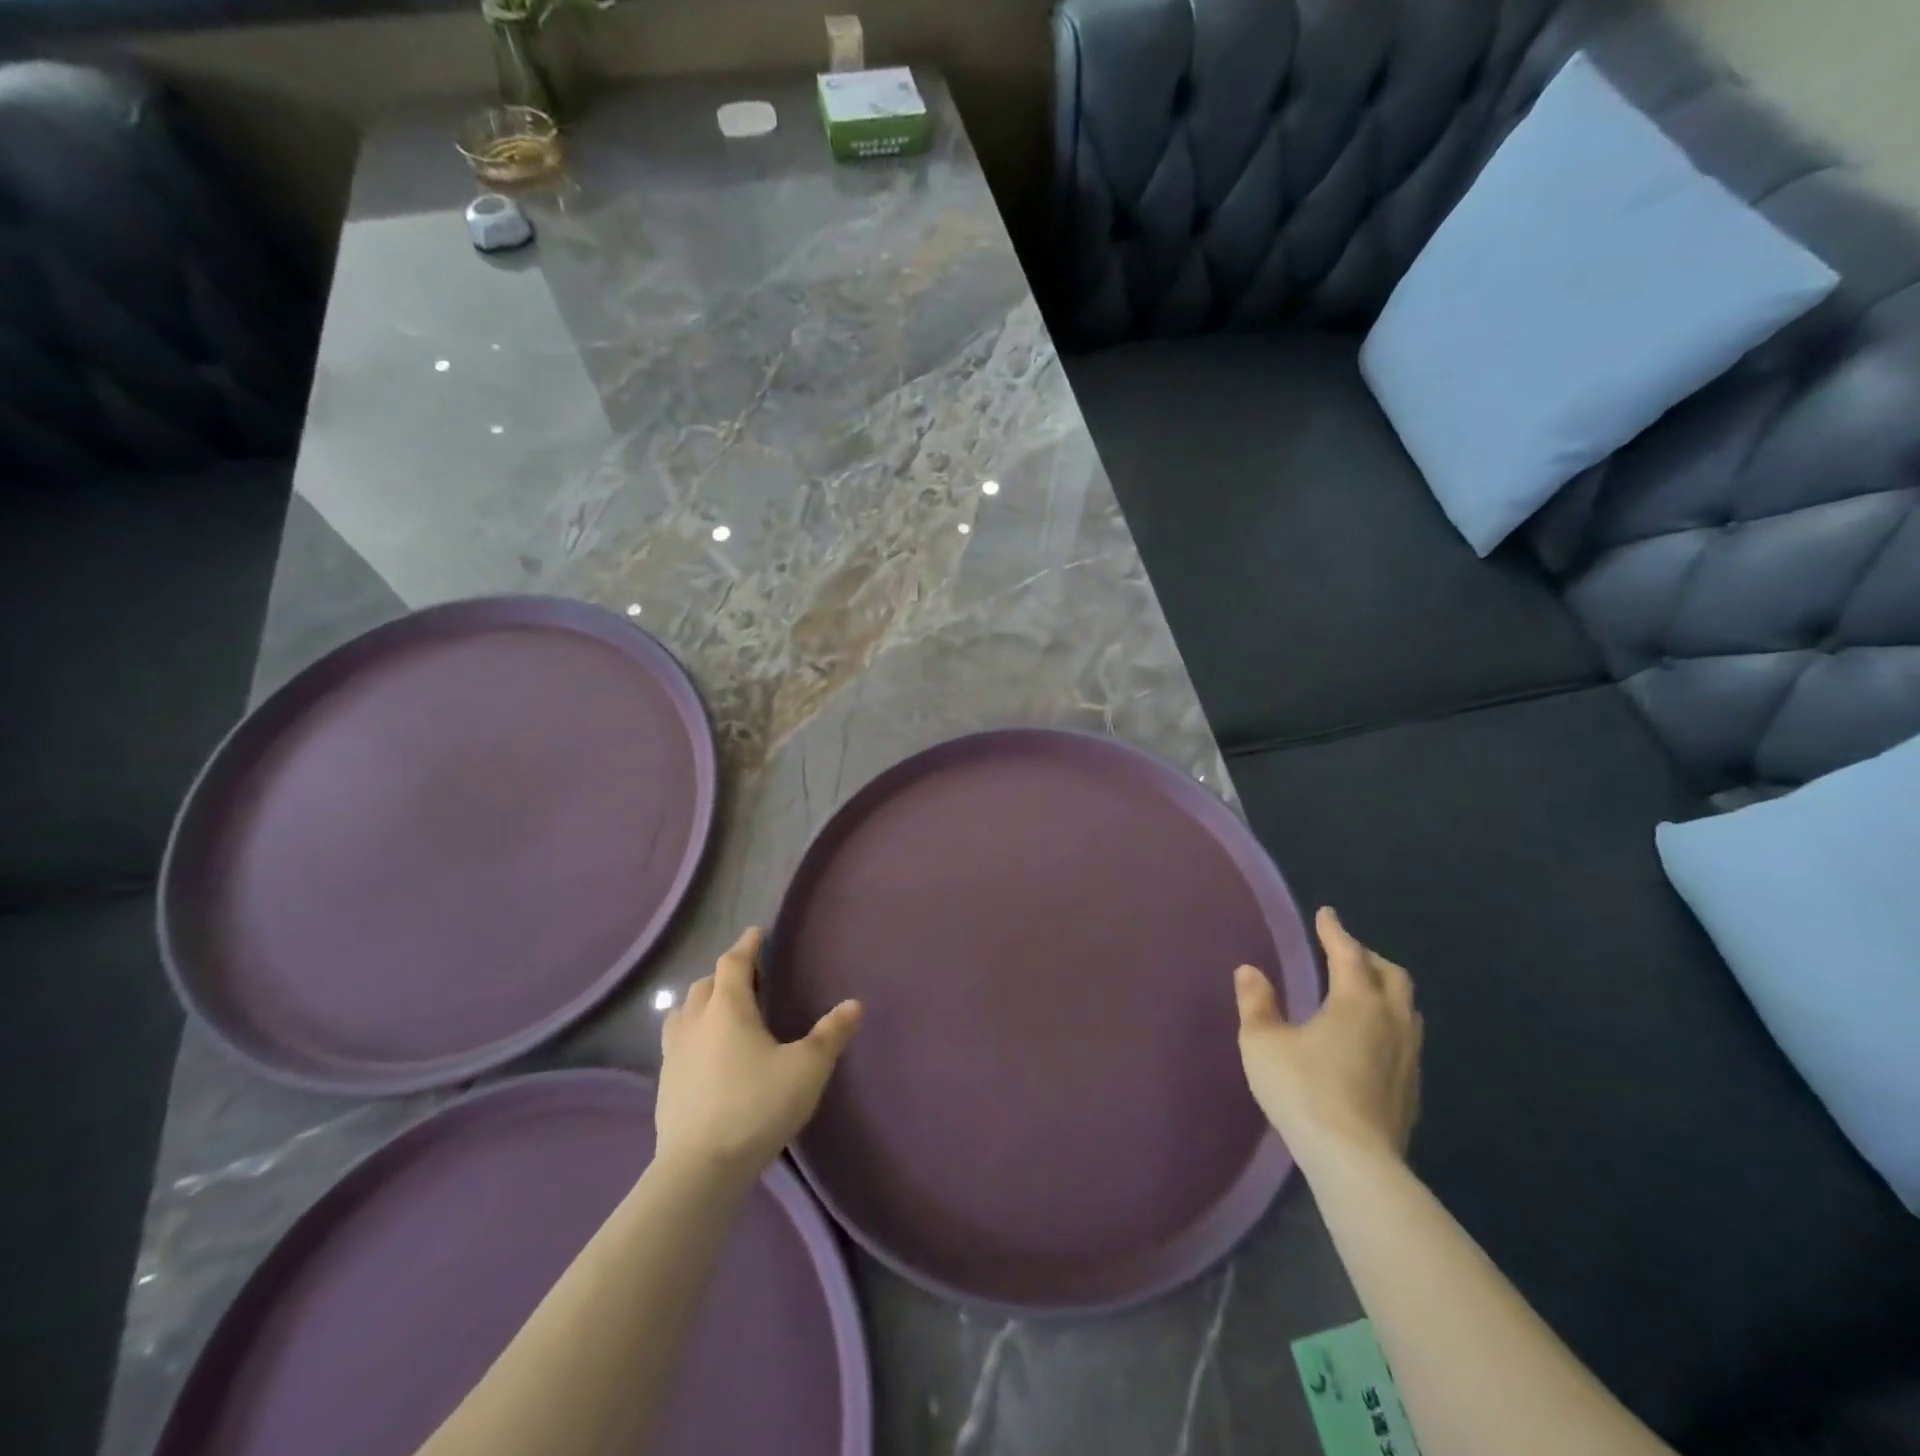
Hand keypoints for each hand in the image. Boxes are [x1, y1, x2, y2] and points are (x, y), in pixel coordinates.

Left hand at [655, 927, 861, 1189]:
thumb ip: (831, 1034)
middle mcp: (696, 1022)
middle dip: (726, 974)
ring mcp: (674, 1054)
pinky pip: (677, 1042)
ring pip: (684, 1011)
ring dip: (702, 1002)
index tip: (756, 933)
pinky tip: (705, 1053)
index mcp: (728, 1008)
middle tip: (749, 978)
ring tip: (722, 1011)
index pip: (733, 962)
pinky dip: (692, 1033)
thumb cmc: (757, 1106)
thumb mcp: (807, 1068)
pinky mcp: (665, 1084)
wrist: (700, 1169)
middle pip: (705, 984)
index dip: (746, 945)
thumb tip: (855, 1004)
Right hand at [1234, 907, 1421, 1170]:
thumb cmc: (1303, 1090)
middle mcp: (1391, 1021)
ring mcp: (1408, 1058)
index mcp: (1357, 1002)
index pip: (1349, 953)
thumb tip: (1249, 970)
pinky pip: (1406, 1039)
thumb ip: (1256, 1003)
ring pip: (1406, 1008)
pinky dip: (1389, 1023)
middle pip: (1392, 976)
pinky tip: (1370, 1040)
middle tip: (1345, 951)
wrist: (1354, 1162)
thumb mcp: (1263, 1042)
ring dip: (1385, 990)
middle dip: (1368, 957)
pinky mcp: (1412, 1090)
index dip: (1335, 931)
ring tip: (1362, 991)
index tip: (1326, 914)